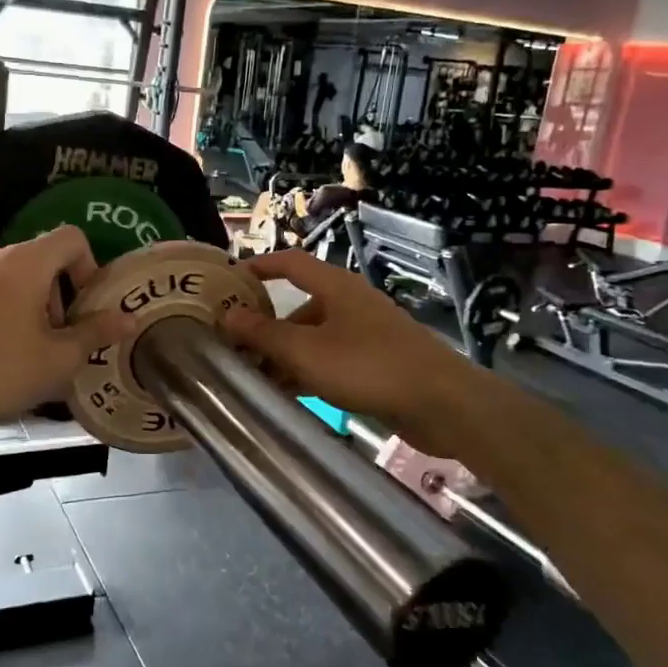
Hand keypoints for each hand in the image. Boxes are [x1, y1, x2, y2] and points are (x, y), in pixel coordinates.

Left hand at [0, 226, 137, 436]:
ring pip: (3, 276)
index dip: (87, 266)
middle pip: (36, 259)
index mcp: (23, 262)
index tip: (83, 306)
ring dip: (21, 301)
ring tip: (18, 347)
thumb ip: (96, 332)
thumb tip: (128, 319)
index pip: (70, 238)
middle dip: (53, 293)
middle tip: (53, 337)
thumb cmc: (0, 373)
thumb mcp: (59, 359)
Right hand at [217, 250, 461, 425]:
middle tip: (235, 346)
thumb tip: (226, 315)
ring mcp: (366, 333)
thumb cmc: (367, 366)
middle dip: (267, 325)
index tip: (229, 279)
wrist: (441, 403)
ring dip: (285, 353)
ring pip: (315, 336)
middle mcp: (350, 303)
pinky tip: (290, 394)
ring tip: (256, 378)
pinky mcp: (377, 362)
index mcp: (336, 287)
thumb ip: (263, 334)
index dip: (259, 265)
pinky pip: (332, 359)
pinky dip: (308, 370)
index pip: (290, 262)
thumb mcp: (306, 351)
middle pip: (299, 305)